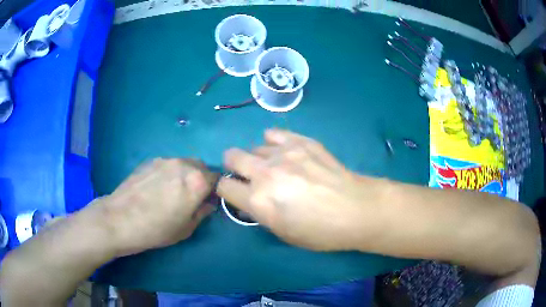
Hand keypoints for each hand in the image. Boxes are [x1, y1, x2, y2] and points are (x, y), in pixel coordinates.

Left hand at [100, 158, 217, 255]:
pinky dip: (169, 173)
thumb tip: (209, 203)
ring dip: (185, 174)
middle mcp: (183, 164)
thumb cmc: (157, 229)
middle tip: (191, 196)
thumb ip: (202, 212)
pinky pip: (167, 164)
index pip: (216, 178)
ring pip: (183, 163)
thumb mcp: (186, 228)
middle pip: (200, 166)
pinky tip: (156, 188)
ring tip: (172, 191)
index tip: (208, 199)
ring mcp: (165, 160)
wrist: (120, 219)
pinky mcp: (149, 161)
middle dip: (201, 179)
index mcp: (197, 181)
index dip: (215, 189)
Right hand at [217, 129, 383, 250]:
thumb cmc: (320, 231)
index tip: (236, 191)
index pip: (224, 185)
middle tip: (249, 174)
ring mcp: (284, 152)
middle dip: (234, 165)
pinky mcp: (301, 141)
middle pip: (231, 156)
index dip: (227, 189)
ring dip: (259, 157)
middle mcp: (265, 172)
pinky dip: (274, 142)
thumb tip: (250, 199)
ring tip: (277, 166)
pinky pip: (274, 133)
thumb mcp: (283, 233)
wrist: (356, 209)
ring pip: (255, 146)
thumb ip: (260, 213)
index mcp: (258, 201)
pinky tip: (285, 152)